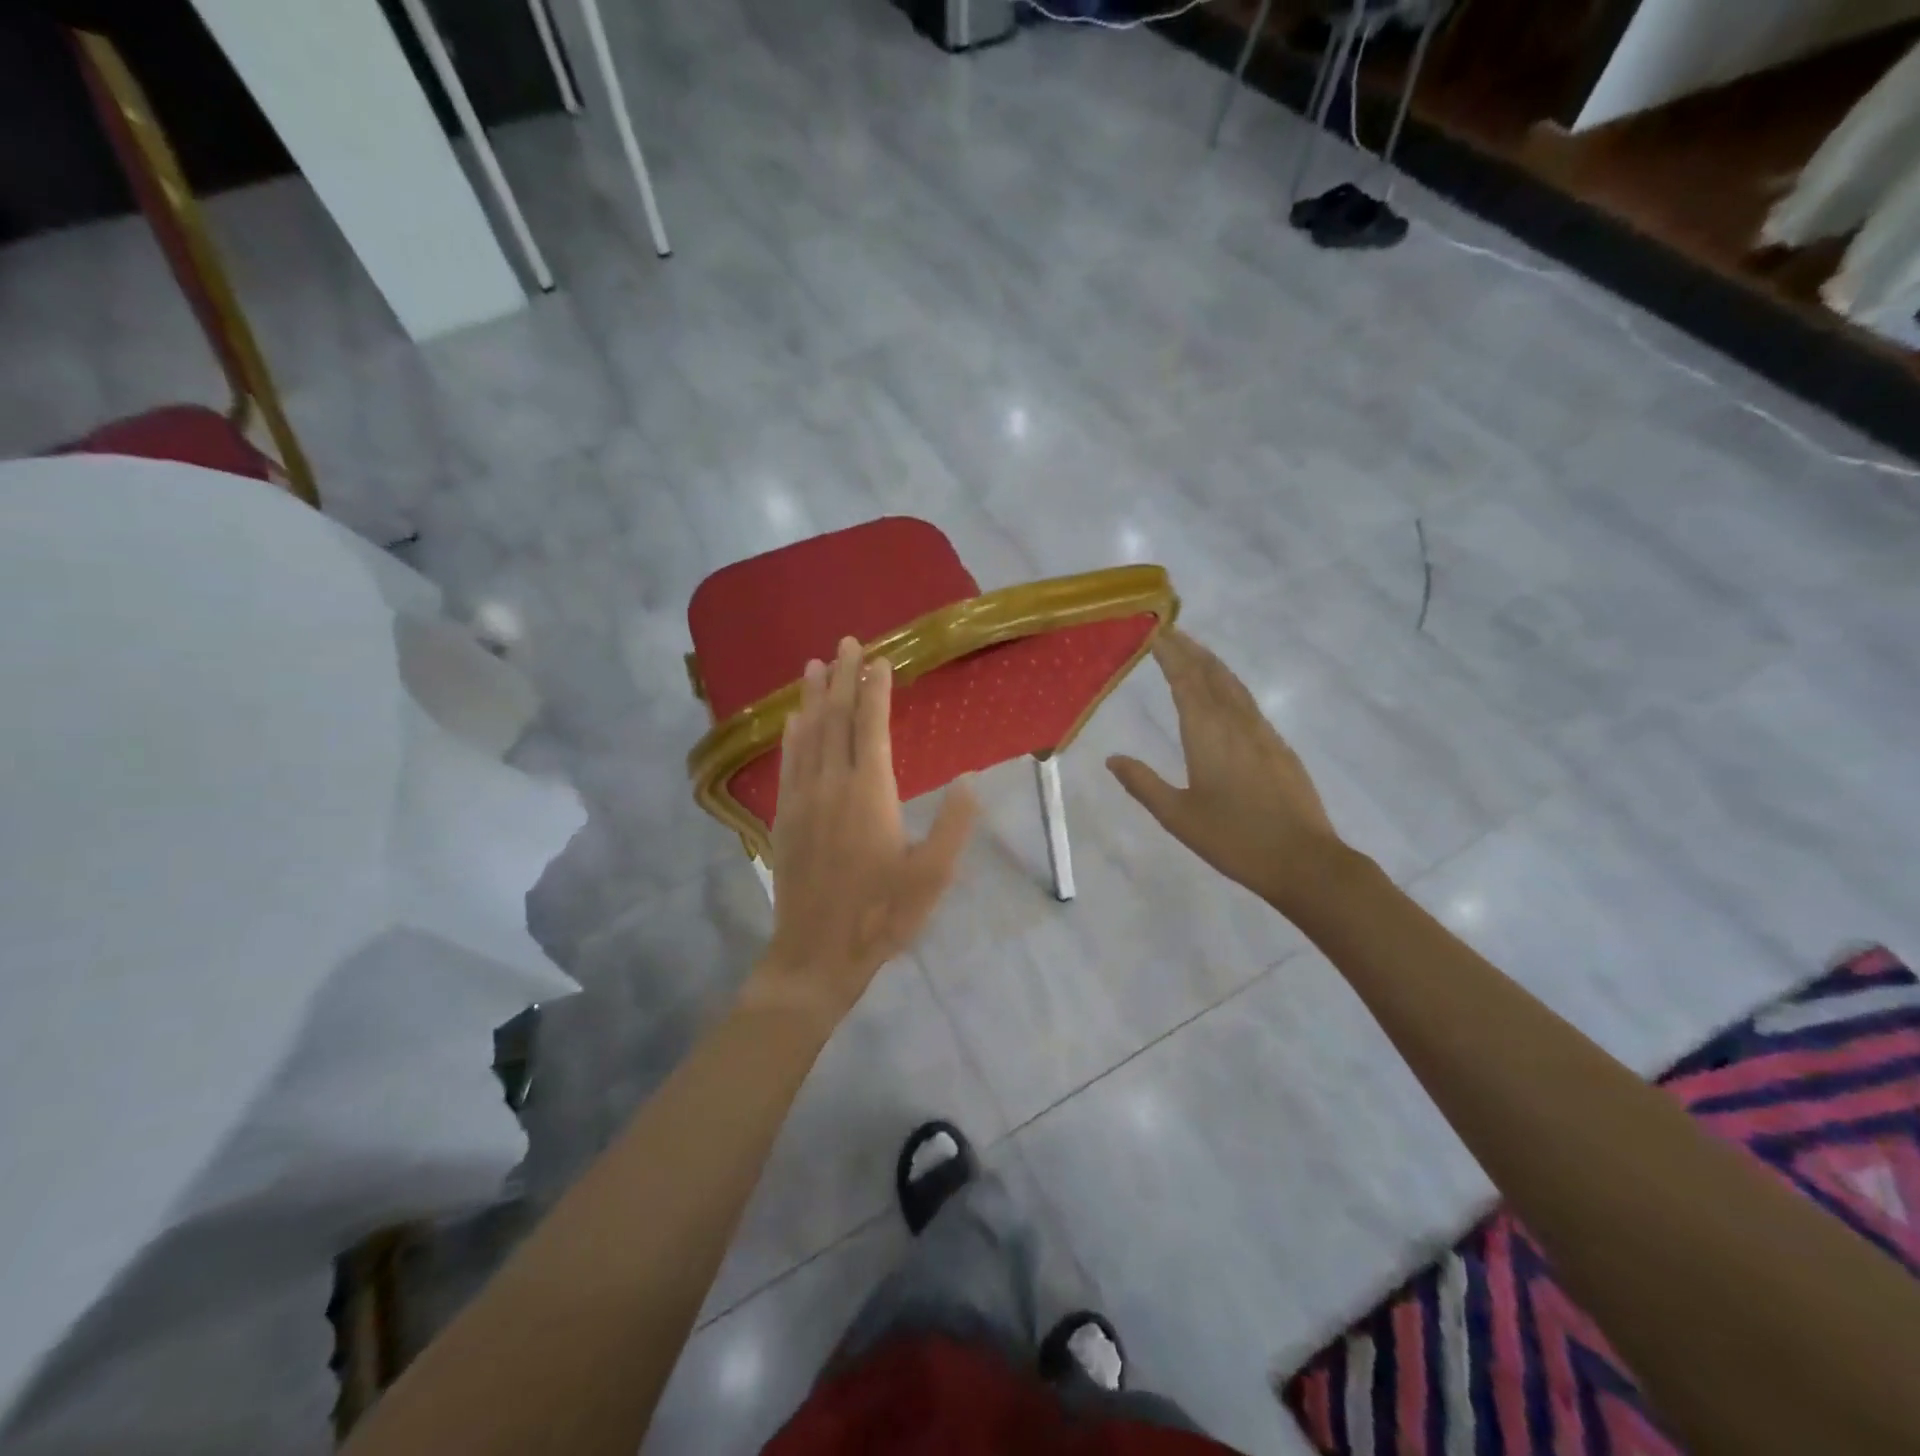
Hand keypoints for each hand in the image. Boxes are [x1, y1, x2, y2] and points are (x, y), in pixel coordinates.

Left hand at [749, 636, 977, 1026]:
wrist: (816, 955)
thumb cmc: (881, 916)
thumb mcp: (932, 876)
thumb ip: (953, 825)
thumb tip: (970, 779)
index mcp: (870, 793)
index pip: (871, 727)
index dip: (875, 690)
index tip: (879, 659)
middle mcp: (832, 785)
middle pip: (835, 720)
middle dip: (841, 678)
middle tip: (845, 643)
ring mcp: (802, 800)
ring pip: (807, 735)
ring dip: (812, 697)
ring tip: (814, 665)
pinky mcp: (785, 818)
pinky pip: (787, 764)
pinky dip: (791, 735)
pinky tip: (792, 721)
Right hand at [1107, 628, 1344, 915]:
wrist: (1304, 860)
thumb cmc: (1234, 839)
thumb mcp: (1178, 816)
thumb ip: (1143, 784)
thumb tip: (1112, 758)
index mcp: (1208, 733)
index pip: (1185, 679)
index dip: (1169, 652)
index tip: (1153, 630)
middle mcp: (1236, 723)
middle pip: (1211, 672)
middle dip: (1188, 648)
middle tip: (1167, 630)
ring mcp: (1263, 732)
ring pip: (1233, 684)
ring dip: (1210, 663)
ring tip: (1192, 651)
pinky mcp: (1278, 747)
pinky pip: (1247, 702)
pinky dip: (1228, 685)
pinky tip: (1223, 694)